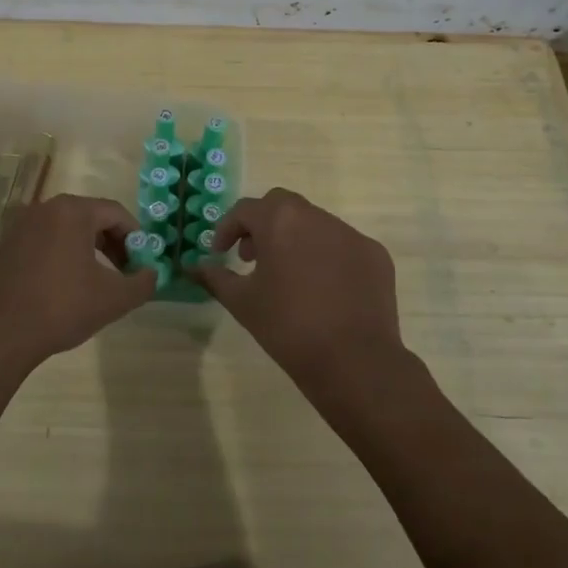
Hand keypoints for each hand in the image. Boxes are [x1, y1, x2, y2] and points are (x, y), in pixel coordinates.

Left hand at [0, 194, 153, 374]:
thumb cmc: (61, 308)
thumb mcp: (114, 299)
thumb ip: (142, 283)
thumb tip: (151, 274)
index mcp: (72, 211)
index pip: (115, 212)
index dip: (135, 236)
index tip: (141, 262)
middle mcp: (44, 208)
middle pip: (89, 217)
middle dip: (111, 242)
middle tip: (123, 271)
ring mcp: (19, 226)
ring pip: (64, 230)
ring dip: (85, 250)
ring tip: (94, 281)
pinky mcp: (3, 246)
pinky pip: (41, 243)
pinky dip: (58, 256)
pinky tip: (60, 288)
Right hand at [193, 188, 408, 393]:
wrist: (354, 361)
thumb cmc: (288, 327)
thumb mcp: (242, 302)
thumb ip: (215, 278)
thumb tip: (193, 267)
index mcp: (280, 221)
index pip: (245, 210)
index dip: (227, 229)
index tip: (220, 253)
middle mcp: (316, 216)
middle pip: (281, 206)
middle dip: (262, 225)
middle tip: (253, 258)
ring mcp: (350, 233)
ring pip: (314, 223)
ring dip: (295, 239)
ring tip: (289, 276)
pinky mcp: (374, 254)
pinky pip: (342, 245)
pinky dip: (327, 256)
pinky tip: (323, 290)